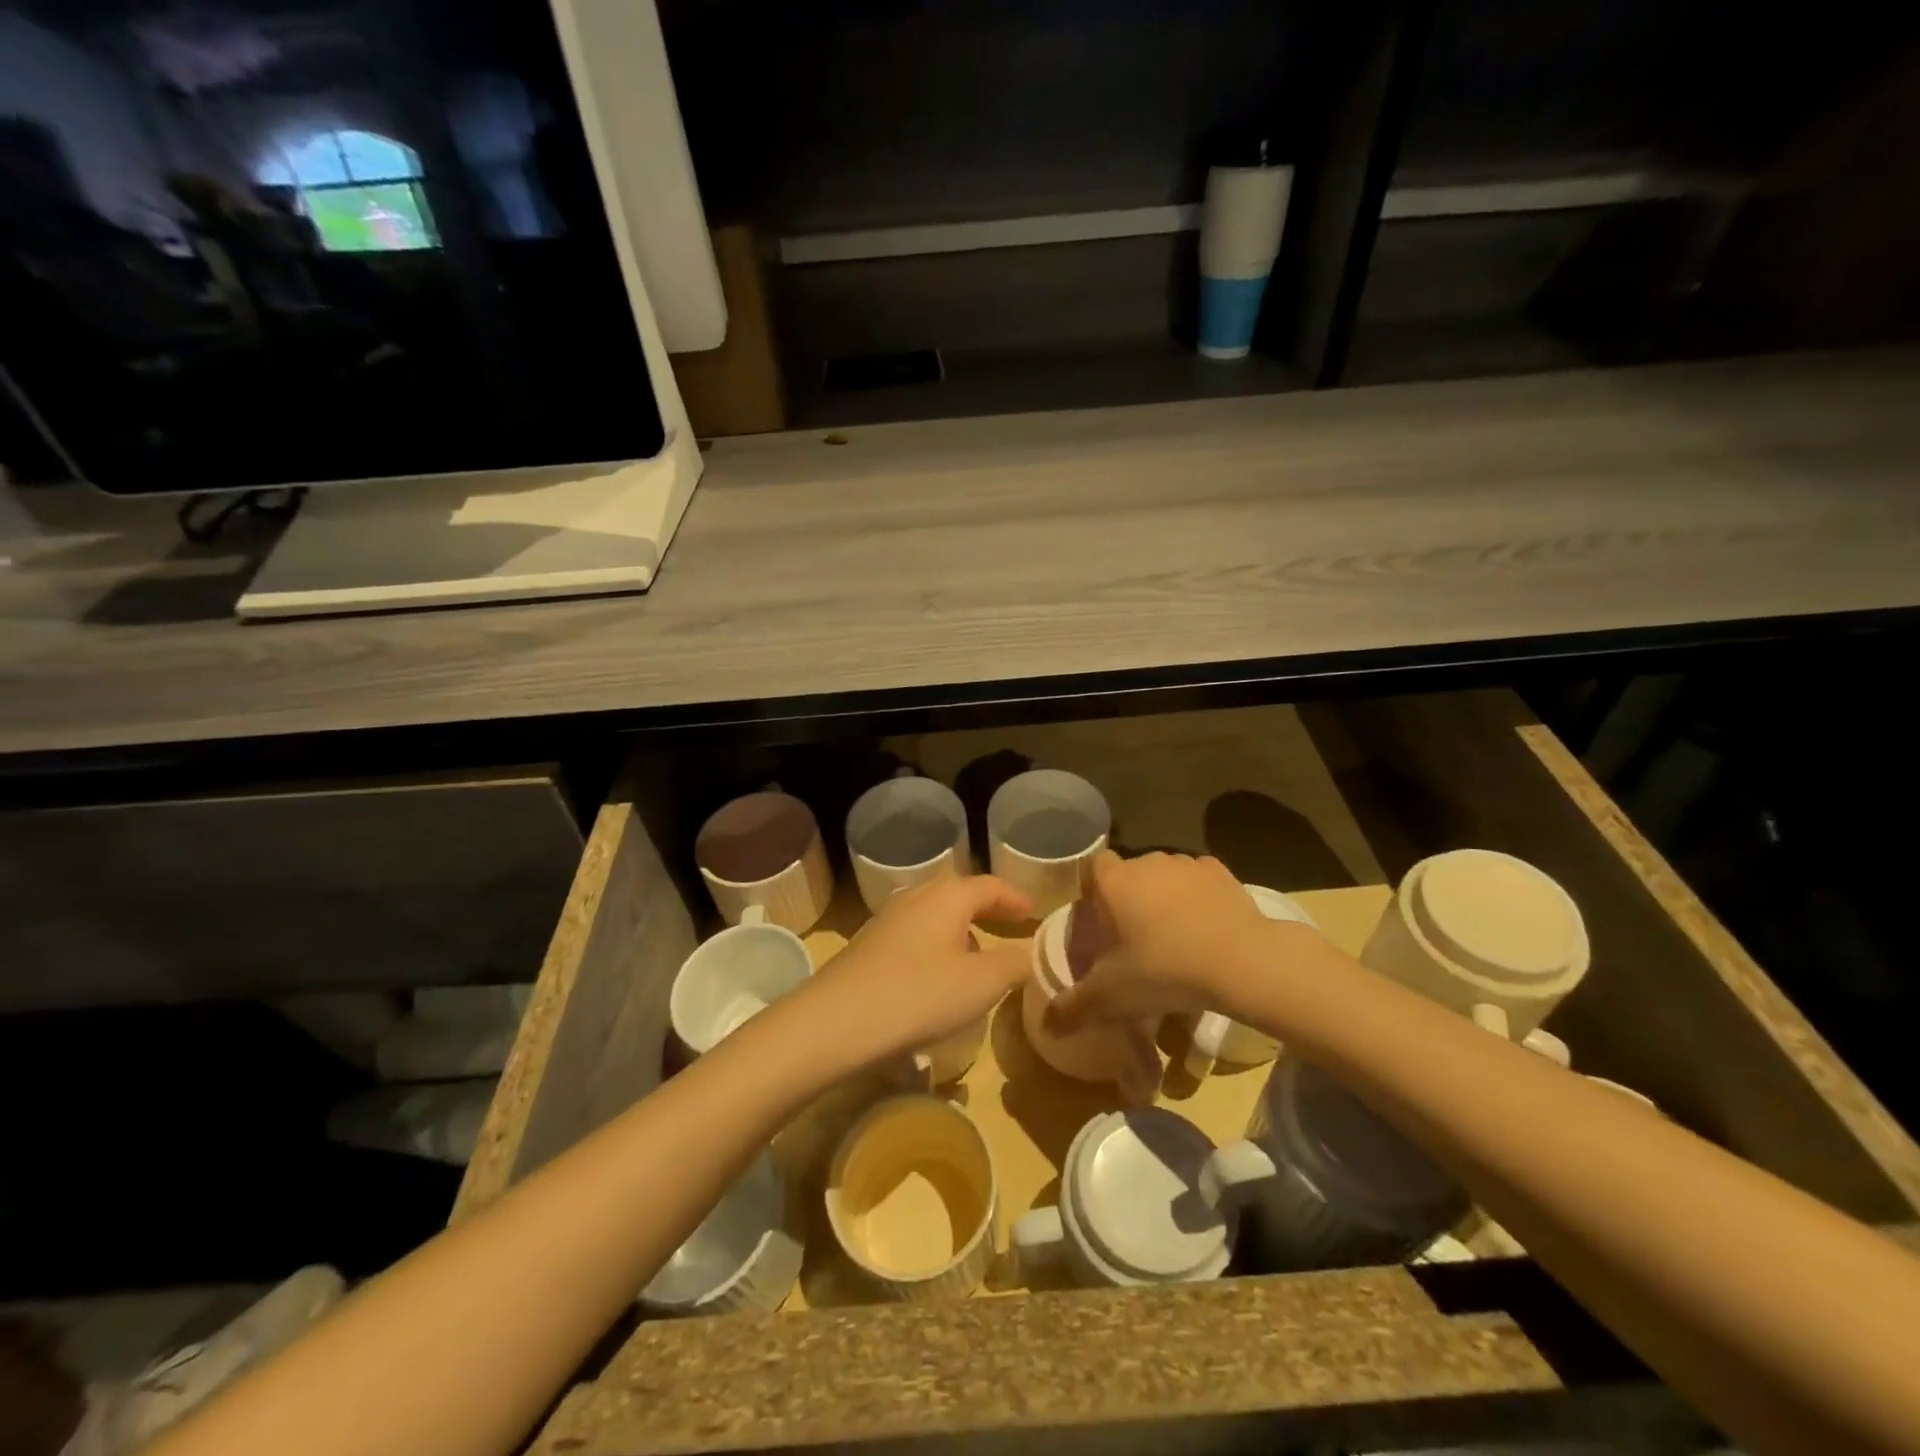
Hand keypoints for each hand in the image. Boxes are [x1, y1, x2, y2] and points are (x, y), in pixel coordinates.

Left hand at [793, 874, 1033, 1069]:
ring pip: (932, 912)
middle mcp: (916, 896)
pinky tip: (934, 976)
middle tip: (1006, 925)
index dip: (1014, 898)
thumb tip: (1026, 954)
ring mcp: (887, 919)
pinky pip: (912, 934)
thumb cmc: (919, 995)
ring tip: (974, 955)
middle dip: (984, 908)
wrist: (836, 1021)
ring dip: (958, 928)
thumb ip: (1013, 965)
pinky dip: (934, 945)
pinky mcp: (867, 944)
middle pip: (957, 892)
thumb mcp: (981, 984)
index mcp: (948, 896)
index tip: (1032, 913)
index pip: (990, 885)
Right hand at [1048, 850, 1304, 1031]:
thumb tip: (1047, 1025)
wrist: (1242, 961)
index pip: (1093, 868)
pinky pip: (1200, 881)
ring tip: (1174, 937)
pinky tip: (1205, 929)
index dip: (1094, 891)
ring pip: (1165, 875)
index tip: (1100, 921)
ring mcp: (1187, 864)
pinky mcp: (1223, 873)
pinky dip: (1199, 898)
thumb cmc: (1165, 969)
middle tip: (1135, 939)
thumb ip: (1075, 1007)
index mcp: (1114, 881)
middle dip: (1129, 898)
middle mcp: (1147, 861)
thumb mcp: (1112, 996)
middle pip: (1129, 873)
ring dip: (1165, 897)